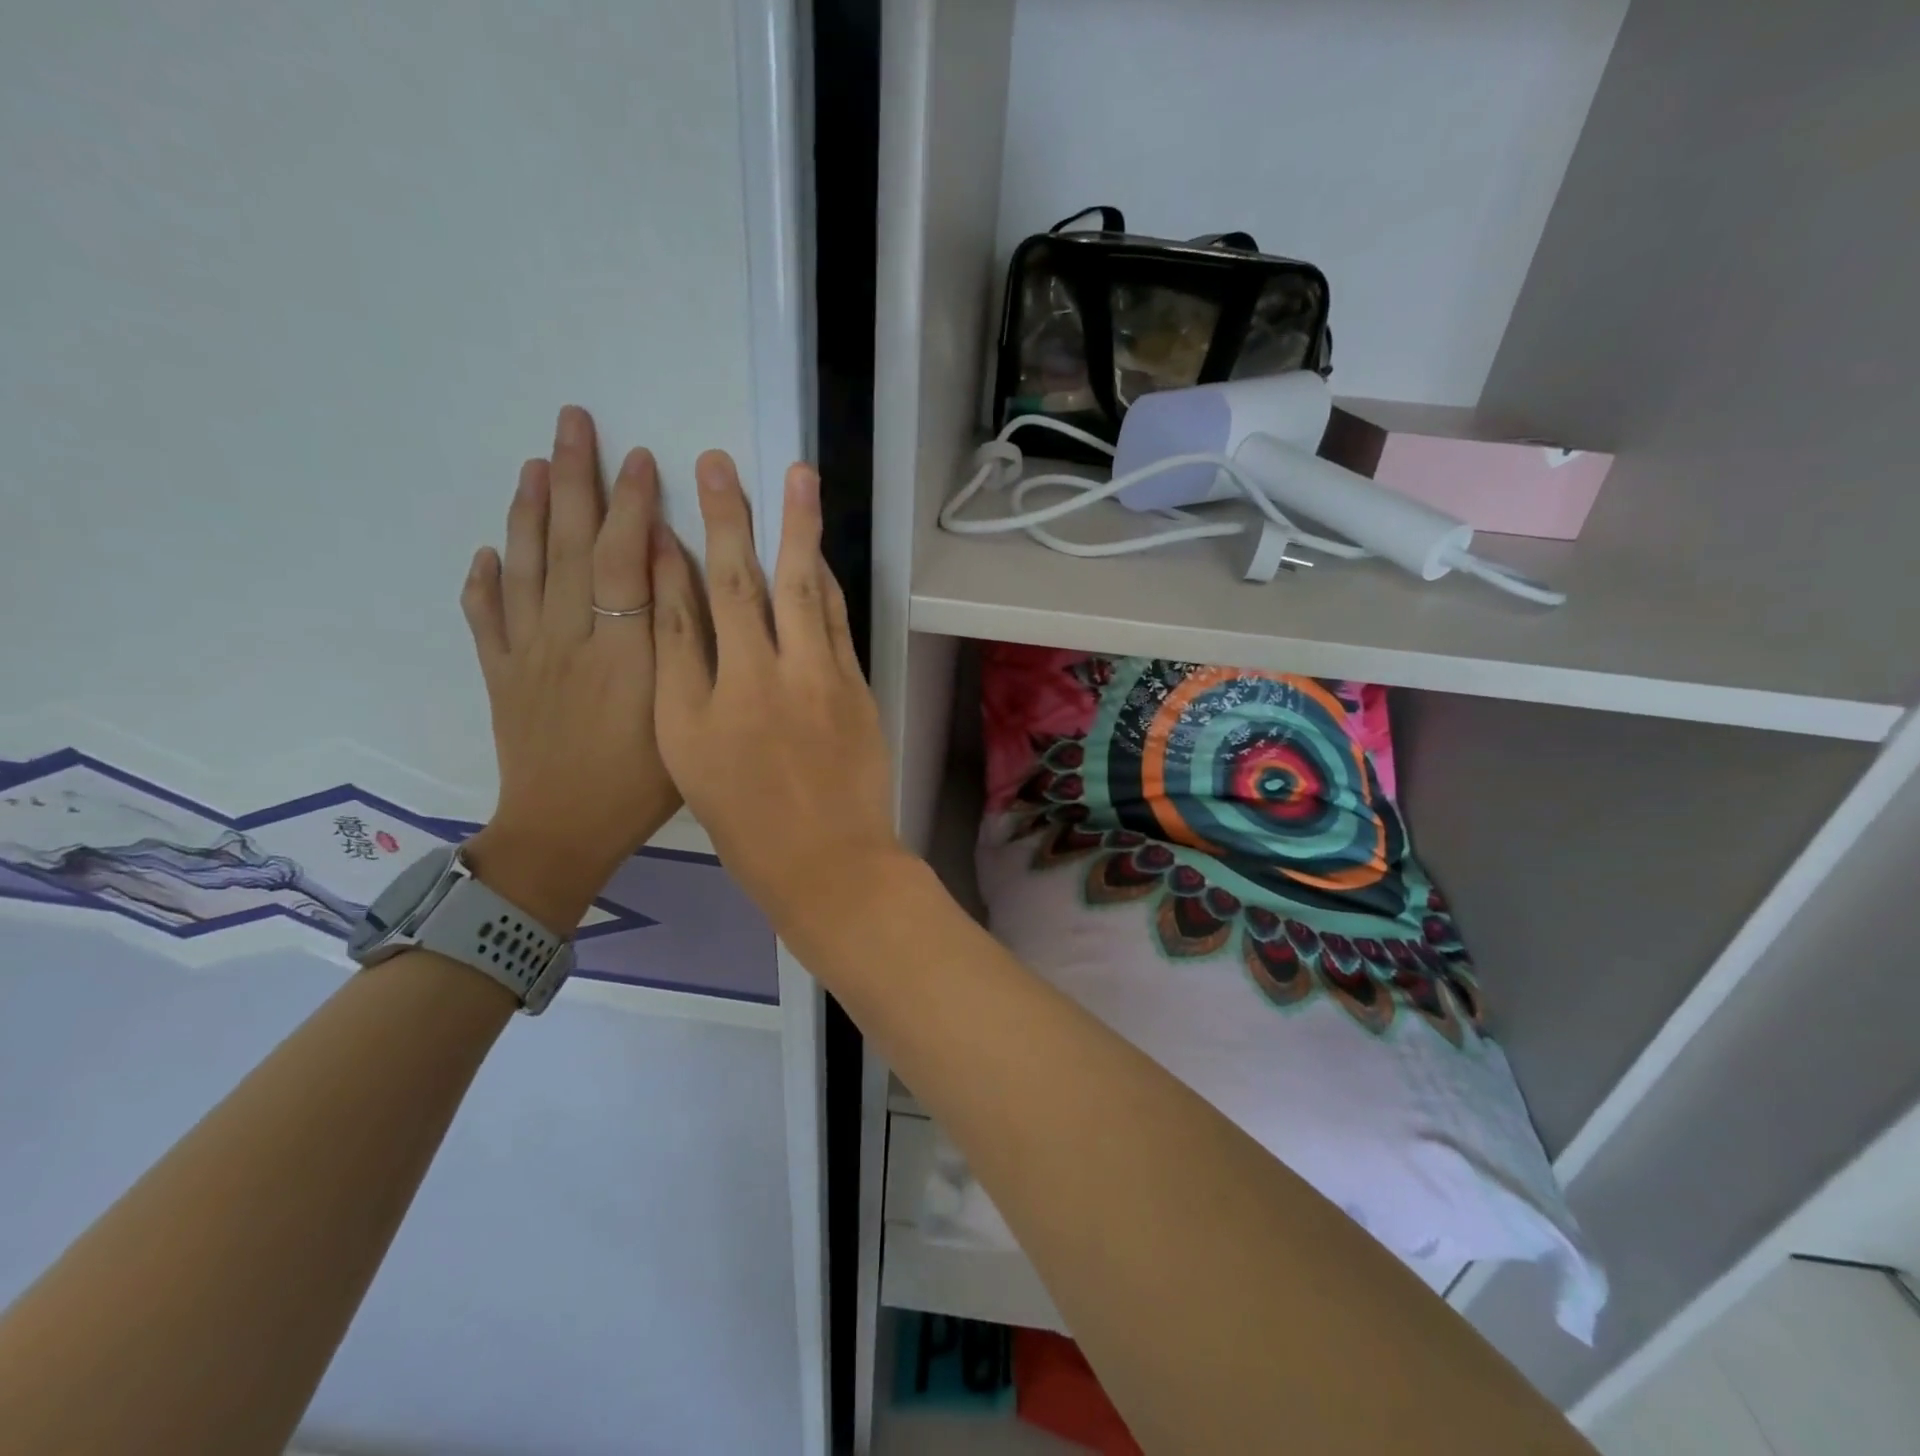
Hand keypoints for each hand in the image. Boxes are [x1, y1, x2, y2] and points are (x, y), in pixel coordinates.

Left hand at [459, 405, 680, 929]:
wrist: (563, 833)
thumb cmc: (642, 785)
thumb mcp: (683, 720)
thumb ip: (683, 651)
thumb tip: (677, 584)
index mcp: (622, 650)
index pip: (623, 559)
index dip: (631, 505)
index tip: (640, 457)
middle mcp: (568, 638)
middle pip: (567, 545)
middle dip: (573, 479)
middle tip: (573, 422)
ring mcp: (526, 654)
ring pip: (524, 568)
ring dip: (527, 511)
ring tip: (533, 464)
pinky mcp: (500, 675)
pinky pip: (486, 618)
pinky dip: (483, 581)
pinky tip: (486, 554)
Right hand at [650, 451, 902, 931]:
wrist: (830, 864)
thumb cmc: (747, 825)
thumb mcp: (691, 759)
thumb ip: (685, 682)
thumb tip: (686, 615)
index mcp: (706, 703)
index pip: (682, 611)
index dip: (668, 557)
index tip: (659, 510)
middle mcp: (760, 679)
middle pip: (742, 583)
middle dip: (727, 517)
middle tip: (717, 464)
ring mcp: (817, 679)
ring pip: (801, 589)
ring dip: (797, 528)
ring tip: (797, 477)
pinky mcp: (856, 687)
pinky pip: (837, 621)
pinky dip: (825, 582)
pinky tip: (819, 552)